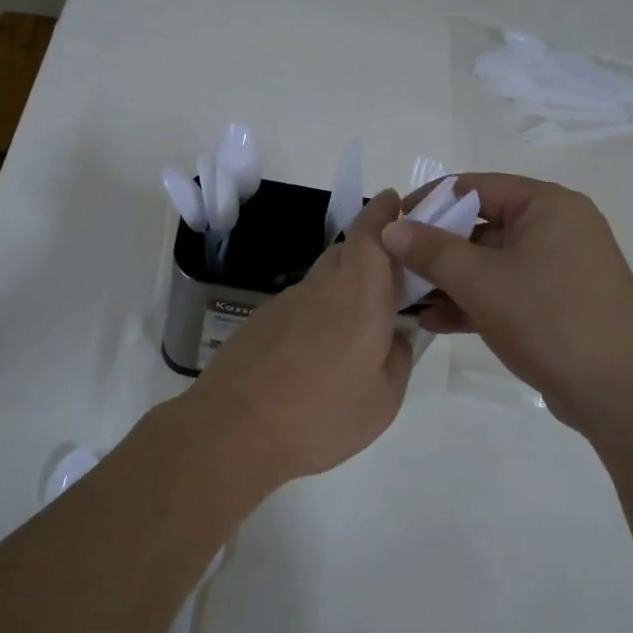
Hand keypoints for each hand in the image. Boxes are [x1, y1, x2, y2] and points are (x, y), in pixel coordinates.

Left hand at [178, 189, 413, 487]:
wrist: (233, 430)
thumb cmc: (321, 416)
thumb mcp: (383, 400)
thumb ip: (398, 360)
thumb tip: (397, 338)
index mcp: (359, 295)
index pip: (372, 235)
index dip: (384, 213)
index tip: (394, 201)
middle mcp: (320, 287)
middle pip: (346, 252)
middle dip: (370, 254)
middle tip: (390, 281)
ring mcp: (284, 303)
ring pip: (322, 281)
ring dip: (342, 290)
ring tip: (355, 330)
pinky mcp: (259, 322)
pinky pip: (299, 307)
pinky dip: (316, 316)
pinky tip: (316, 355)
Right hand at [383, 174, 632, 431]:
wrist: (617, 391)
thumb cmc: (548, 320)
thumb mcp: (481, 282)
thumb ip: (431, 251)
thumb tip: (390, 227)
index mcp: (547, 206)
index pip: (475, 187)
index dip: (429, 202)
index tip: (392, 226)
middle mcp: (556, 227)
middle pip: (481, 225)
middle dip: (436, 249)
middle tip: (395, 266)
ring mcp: (558, 267)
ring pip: (491, 262)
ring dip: (449, 279)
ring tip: (407, 299)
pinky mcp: (556, 302)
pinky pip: (506, 289)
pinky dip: (474, 301)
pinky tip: (435, 321)